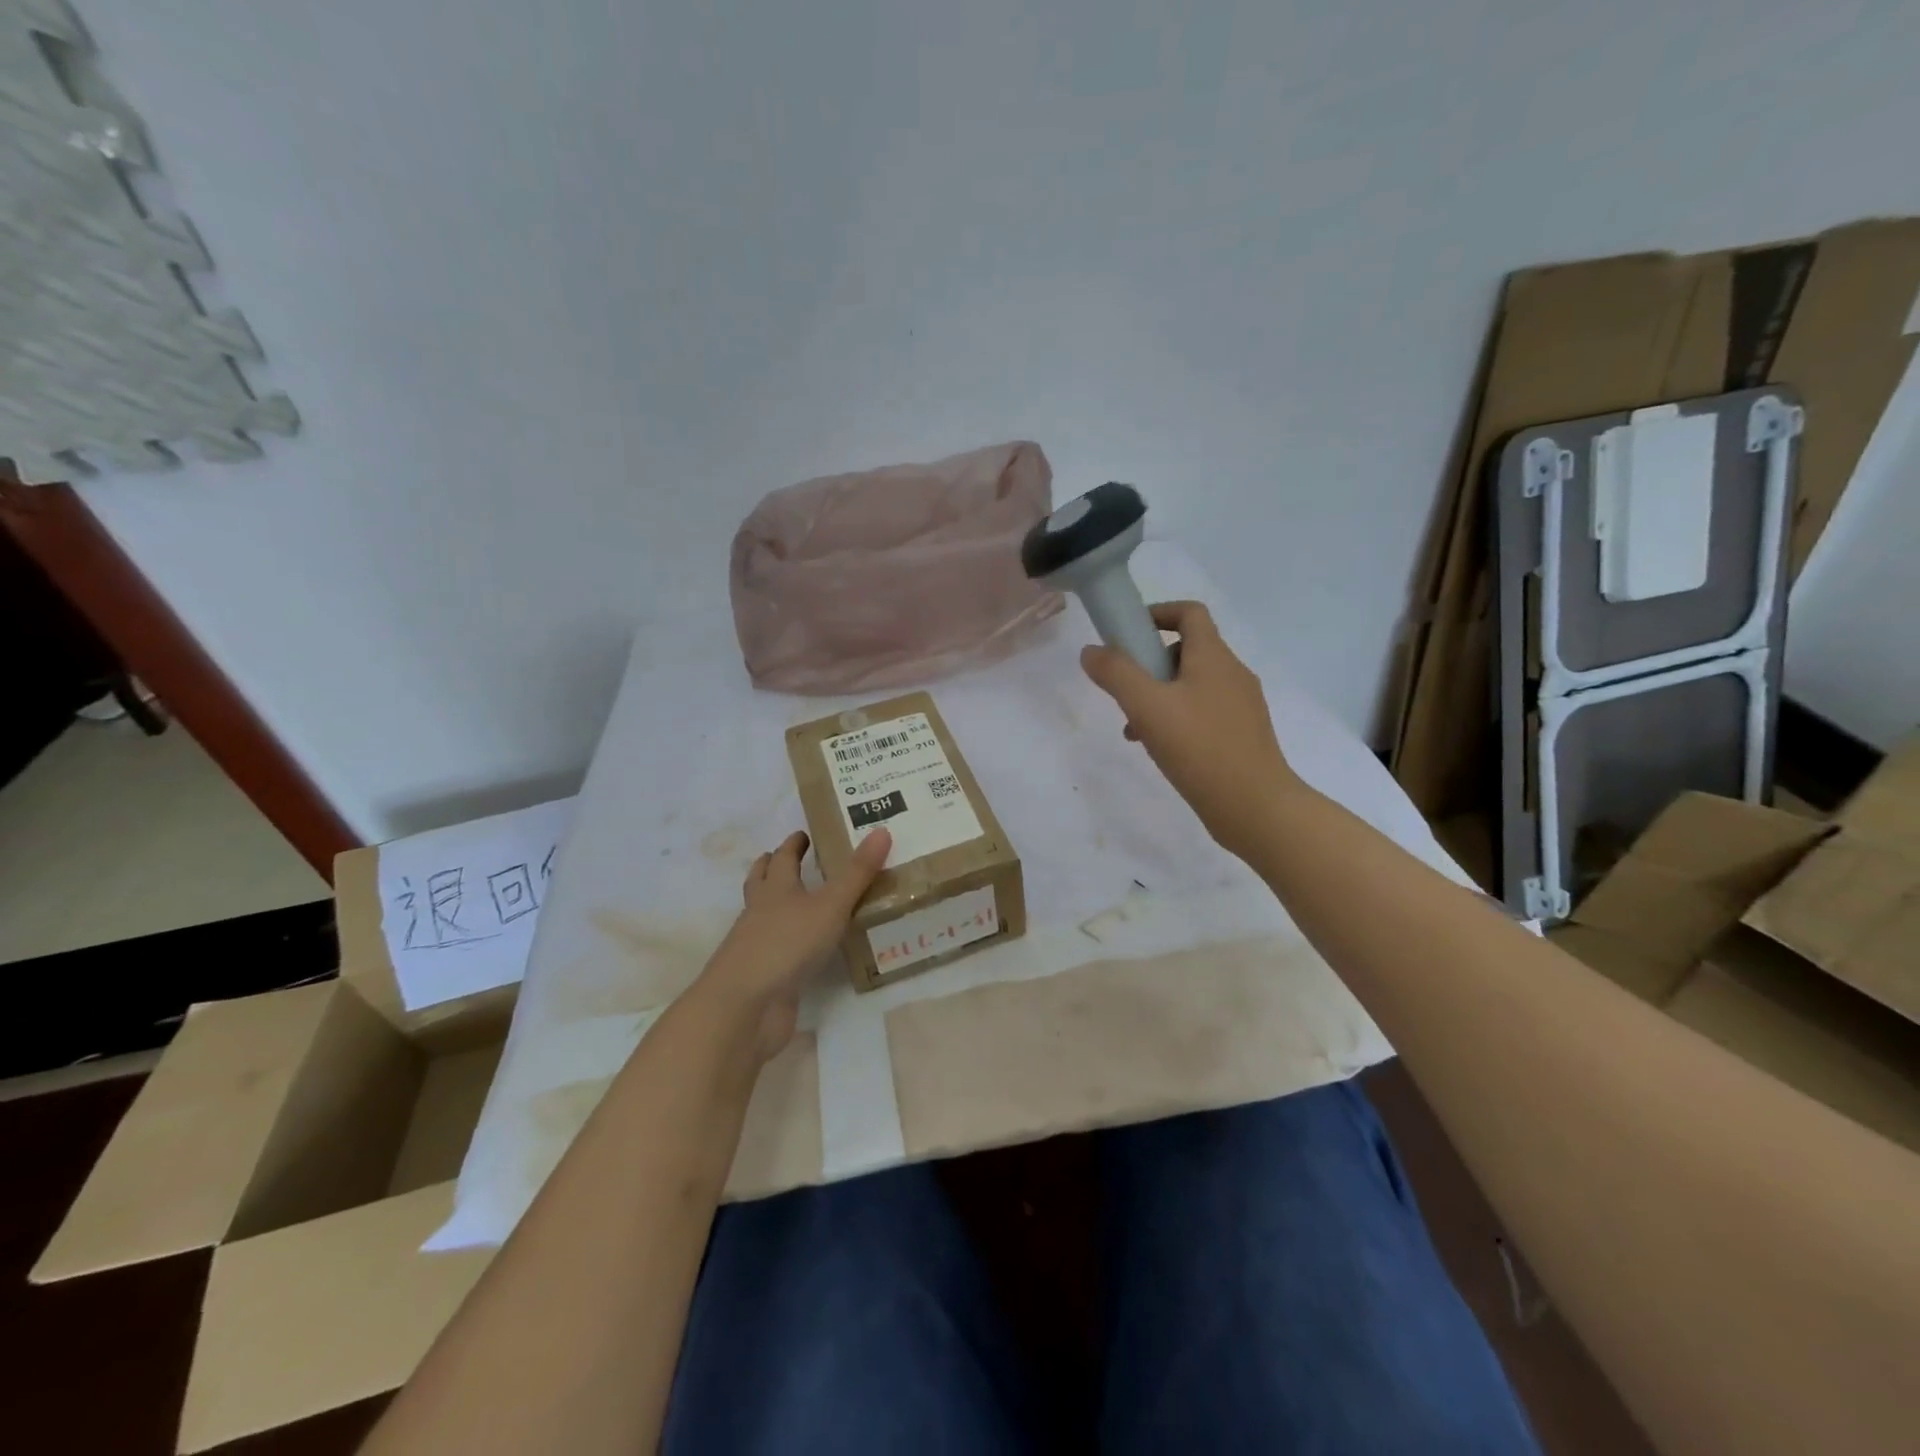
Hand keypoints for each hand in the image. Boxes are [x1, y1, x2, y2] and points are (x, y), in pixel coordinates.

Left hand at [698, 827, 890, 1061]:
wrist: (745, 1006)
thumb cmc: (787, 944)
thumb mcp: (830, 905)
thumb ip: (857, 873)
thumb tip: (882, 830)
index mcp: (776, 889)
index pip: (783, 858)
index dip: (793, 844)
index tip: (803, 834)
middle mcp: (761, 912)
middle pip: (760, 883)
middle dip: (772, 868)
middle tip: (788, 859)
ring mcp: (757, 946)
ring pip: (764, 915)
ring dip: (776, 905)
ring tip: (797, 901)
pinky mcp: (763, 976)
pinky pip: (777, 950)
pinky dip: (788, 942)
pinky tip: (804, 948)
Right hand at [1080, 601, 1303, 862]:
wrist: (1255, 807)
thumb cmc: (1200, 749)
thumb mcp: (1148, 707)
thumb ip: (1116, 674)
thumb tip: (1092, 651)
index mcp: (1214, 657)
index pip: (1189, 613)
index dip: (1157, 613)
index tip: (1128, 634)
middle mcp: (1233, 674)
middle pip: (1187, 650)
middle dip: (1150, 665)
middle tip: (1126, 693)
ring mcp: (1242, 706)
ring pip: (1192, 686)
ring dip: (1160, 697)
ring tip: (1136, 731)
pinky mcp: (1243, 735)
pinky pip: (1203, 713)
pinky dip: (1178, 719)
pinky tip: (1161, 751)